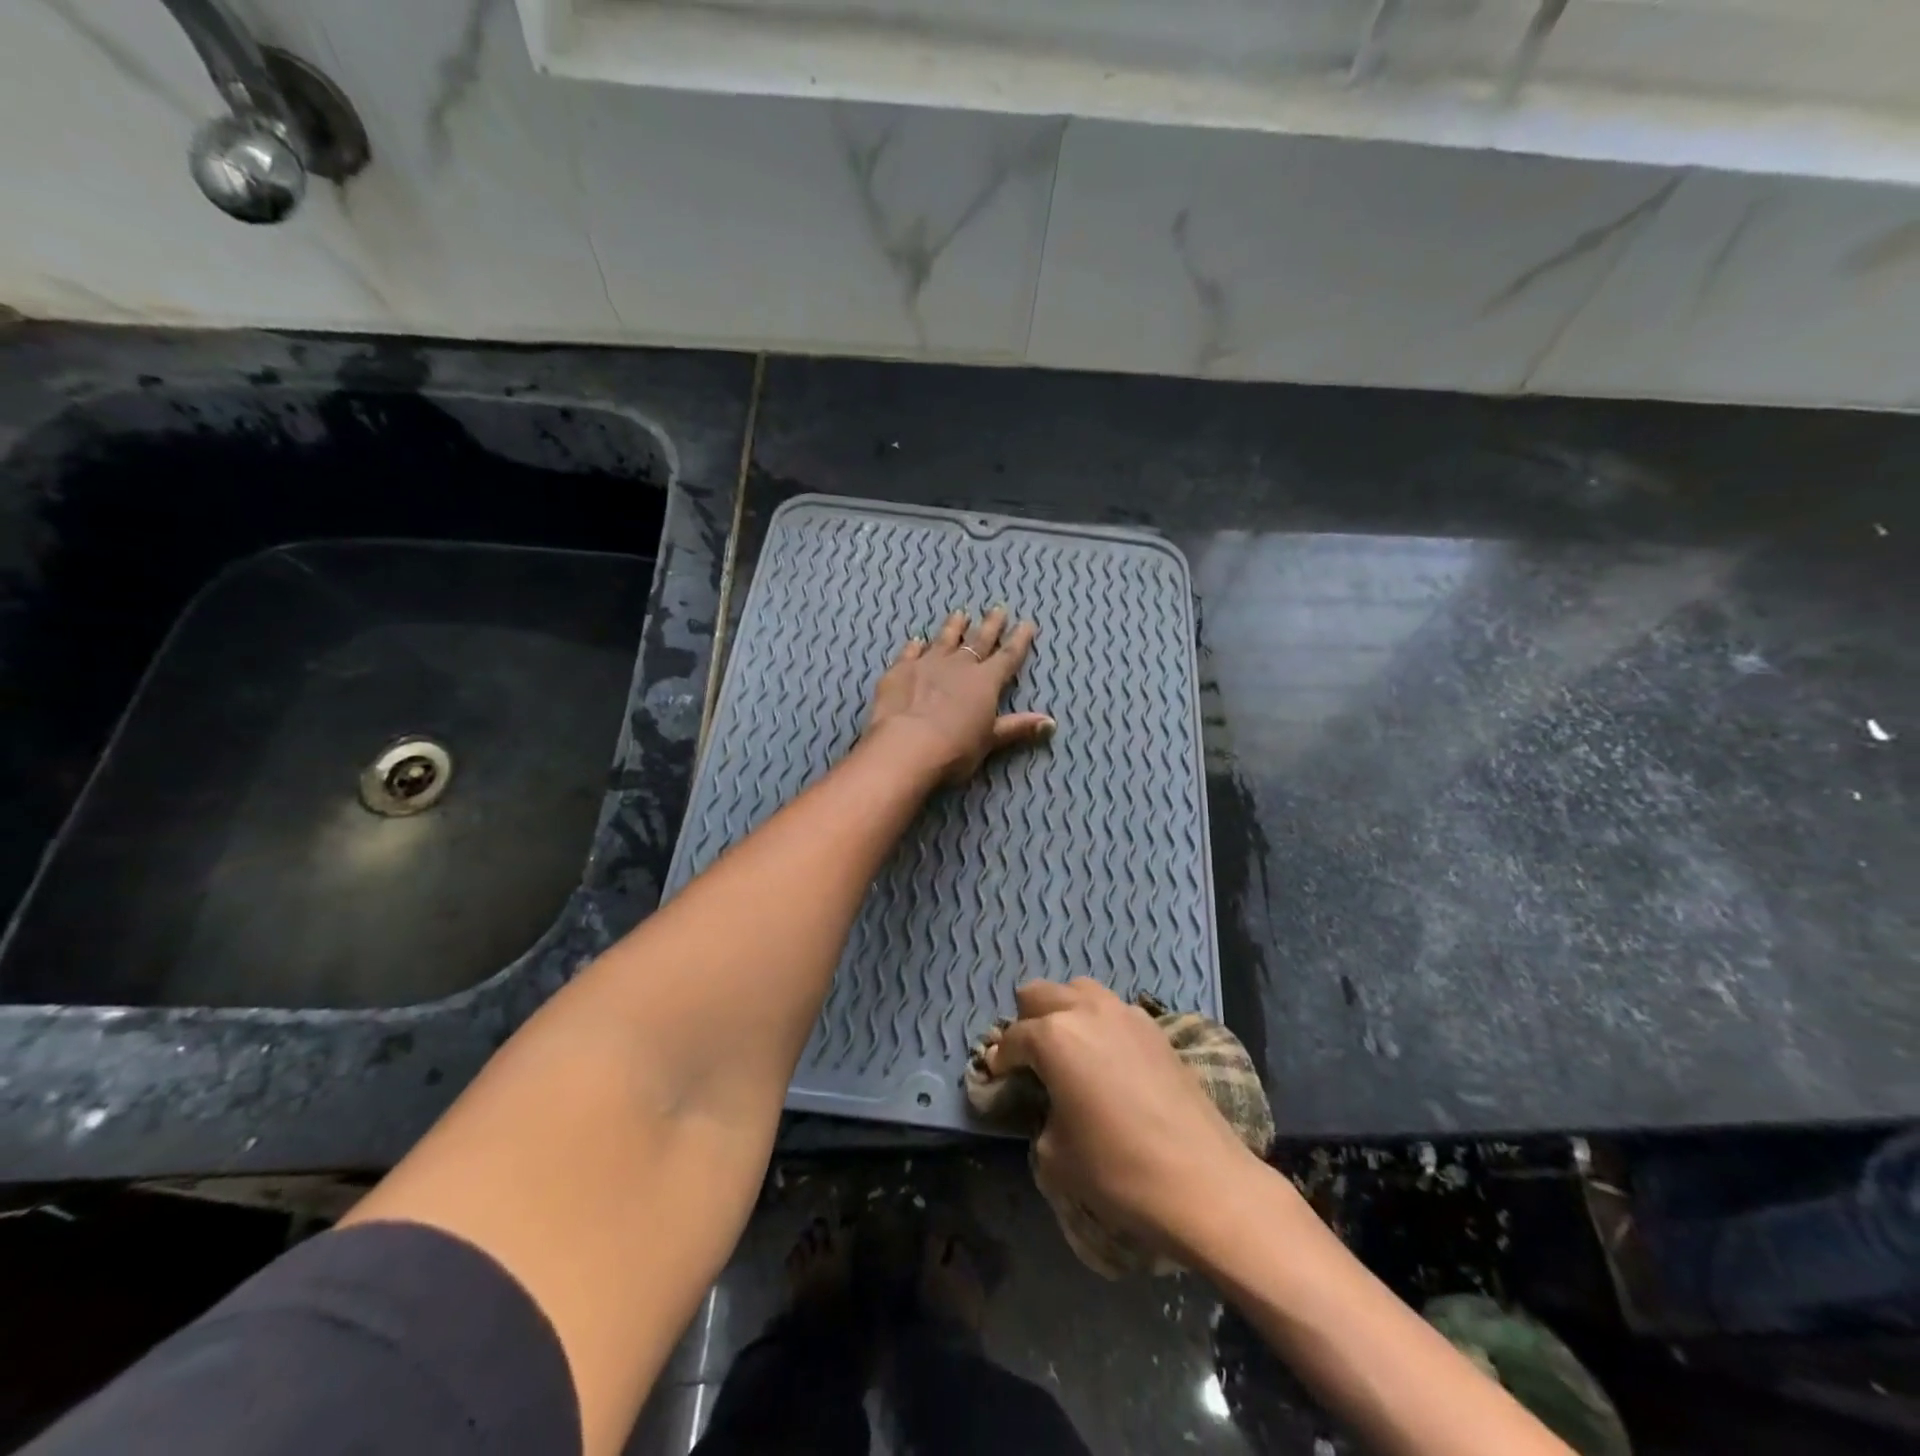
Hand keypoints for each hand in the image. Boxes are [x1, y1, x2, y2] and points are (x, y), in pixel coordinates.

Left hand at [864, 607, 1053, 784]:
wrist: (906, 747)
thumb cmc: (955, 748)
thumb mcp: (989, 741)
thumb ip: (1017, 727)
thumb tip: (1051, 723)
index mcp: (985, 681)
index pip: (1008, 656)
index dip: (1019, 641)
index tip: (1027, 623)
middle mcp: (959, 665)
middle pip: (978, 640)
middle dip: (991, 625)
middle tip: (998, 609)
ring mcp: (927, 664)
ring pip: (945, 639)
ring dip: (954, 626)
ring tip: (960, 613)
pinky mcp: (900, 670)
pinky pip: (910, 652)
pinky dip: (915, 646)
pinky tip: (917, 640)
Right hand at [986, 979, 1263, 1260]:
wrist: (1203, 1181)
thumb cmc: (1118, 1170)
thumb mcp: (1055, 1154)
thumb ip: (1040, 1114)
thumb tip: (1049, 1104)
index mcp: (1053, 1036)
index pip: (1012, 1039)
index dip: (999, 1062)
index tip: (997, 1080)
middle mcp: (1085, 1010)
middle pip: (1039, 994)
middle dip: (1027, 1022)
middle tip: (1030, 1060)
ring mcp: (1124, 1013)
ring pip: (1078, 990)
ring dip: (1064, 1012)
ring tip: (1069, 1051)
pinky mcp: (1155, 1027)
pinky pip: (1113, 1009)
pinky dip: (1099, 1024)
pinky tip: (1107, 1060)